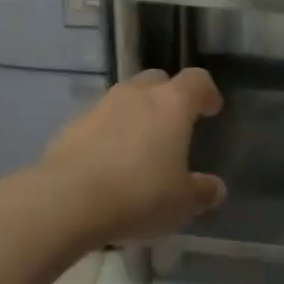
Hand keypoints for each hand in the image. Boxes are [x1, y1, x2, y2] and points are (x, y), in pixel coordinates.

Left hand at [35, 68, 225, 245]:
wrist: (67, 200)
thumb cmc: (139, 195)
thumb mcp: (182, 203)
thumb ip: (202, 192)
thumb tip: (215, 187)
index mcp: (172, 104)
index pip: (197, 80)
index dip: (207, 92)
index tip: (211, 110)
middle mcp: (137, 94)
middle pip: (158, 80)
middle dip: (168, 96)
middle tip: (173, 125)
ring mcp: (101, 106)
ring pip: (125, 98)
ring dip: (136, 114)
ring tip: (139, 146)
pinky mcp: (72, 125)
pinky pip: (99, 121)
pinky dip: (108, 133)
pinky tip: (107, 162)